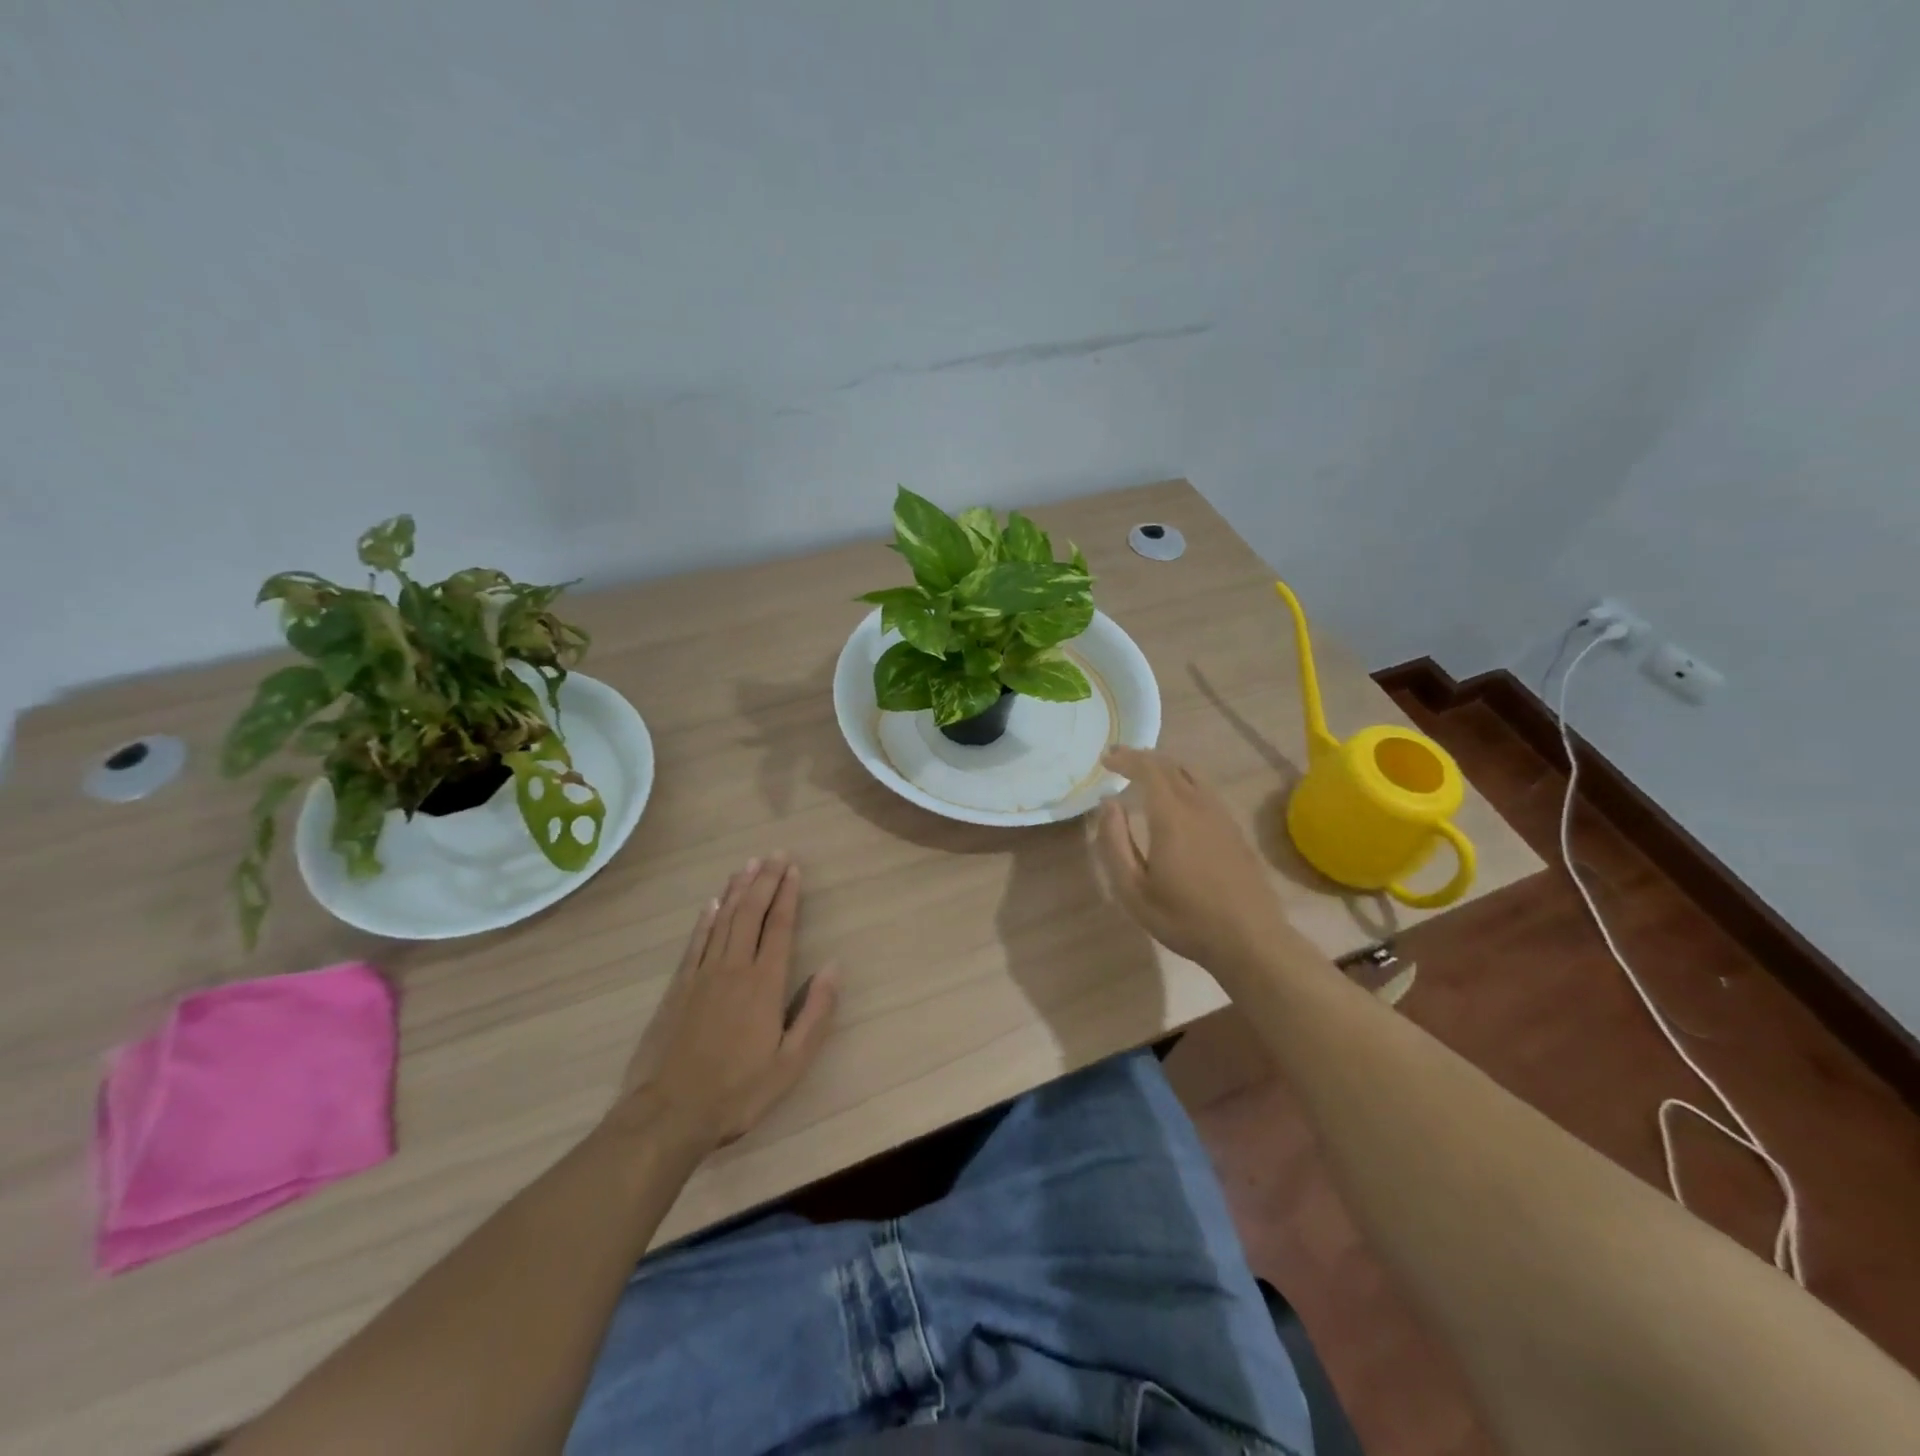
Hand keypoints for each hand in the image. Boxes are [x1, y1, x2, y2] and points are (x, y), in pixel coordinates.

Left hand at [616, 855, 838, 1153]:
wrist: (669, 1113)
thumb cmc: (738, 1091)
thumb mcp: (791, 1063)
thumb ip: (816, 1013)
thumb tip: (835, 966)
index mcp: (765, 984)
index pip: (780, 927)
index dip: (788, 895)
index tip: (793, 868)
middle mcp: (734, 968)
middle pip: (751, 914)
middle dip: (765, 881)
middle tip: (775, 854)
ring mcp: (702, 975)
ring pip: (723, 920)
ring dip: (737, 890)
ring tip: (748, 865)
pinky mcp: (678, 987)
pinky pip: (696, 942)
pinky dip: (706, 919)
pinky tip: (712, 903)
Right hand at [1095, 746, 1314, 987]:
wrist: (1250, 940)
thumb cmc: (1184, 918)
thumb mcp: (1133, 889)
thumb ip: (1115, 842)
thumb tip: (1108, 804)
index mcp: (1172, 816)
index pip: (1148, 769)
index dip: (1126, 758)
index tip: (1106, 758)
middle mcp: (1199, 806)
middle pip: (1170, 766)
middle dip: (1142, 758)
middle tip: (1119, 760)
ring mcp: (1222, 817)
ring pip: (1191, 775)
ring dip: (1165, 767)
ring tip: (1145, 775)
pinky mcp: (1234, 830)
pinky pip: (1205, 791)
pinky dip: (1183, 782)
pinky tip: (1176, 800)